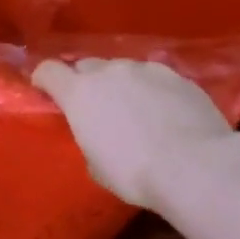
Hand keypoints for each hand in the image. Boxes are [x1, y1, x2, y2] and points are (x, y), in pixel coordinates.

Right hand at [33, 57, 234, 211]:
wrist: (195, 166)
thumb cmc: (133, 172)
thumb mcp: (96, 164)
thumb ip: (89, 136)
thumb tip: (100, 132)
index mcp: (79, 93)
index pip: (48, 70)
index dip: (44, 80)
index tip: (46, 92)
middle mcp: (109, 72)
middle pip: (86, 66)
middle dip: (85, 82)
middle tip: (95, 107)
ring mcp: (146, 70)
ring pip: (123, 70)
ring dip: (121, 84)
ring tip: (135, 110)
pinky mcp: (178, 76)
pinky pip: (154, 77)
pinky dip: (152, 90)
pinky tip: (164, 113)